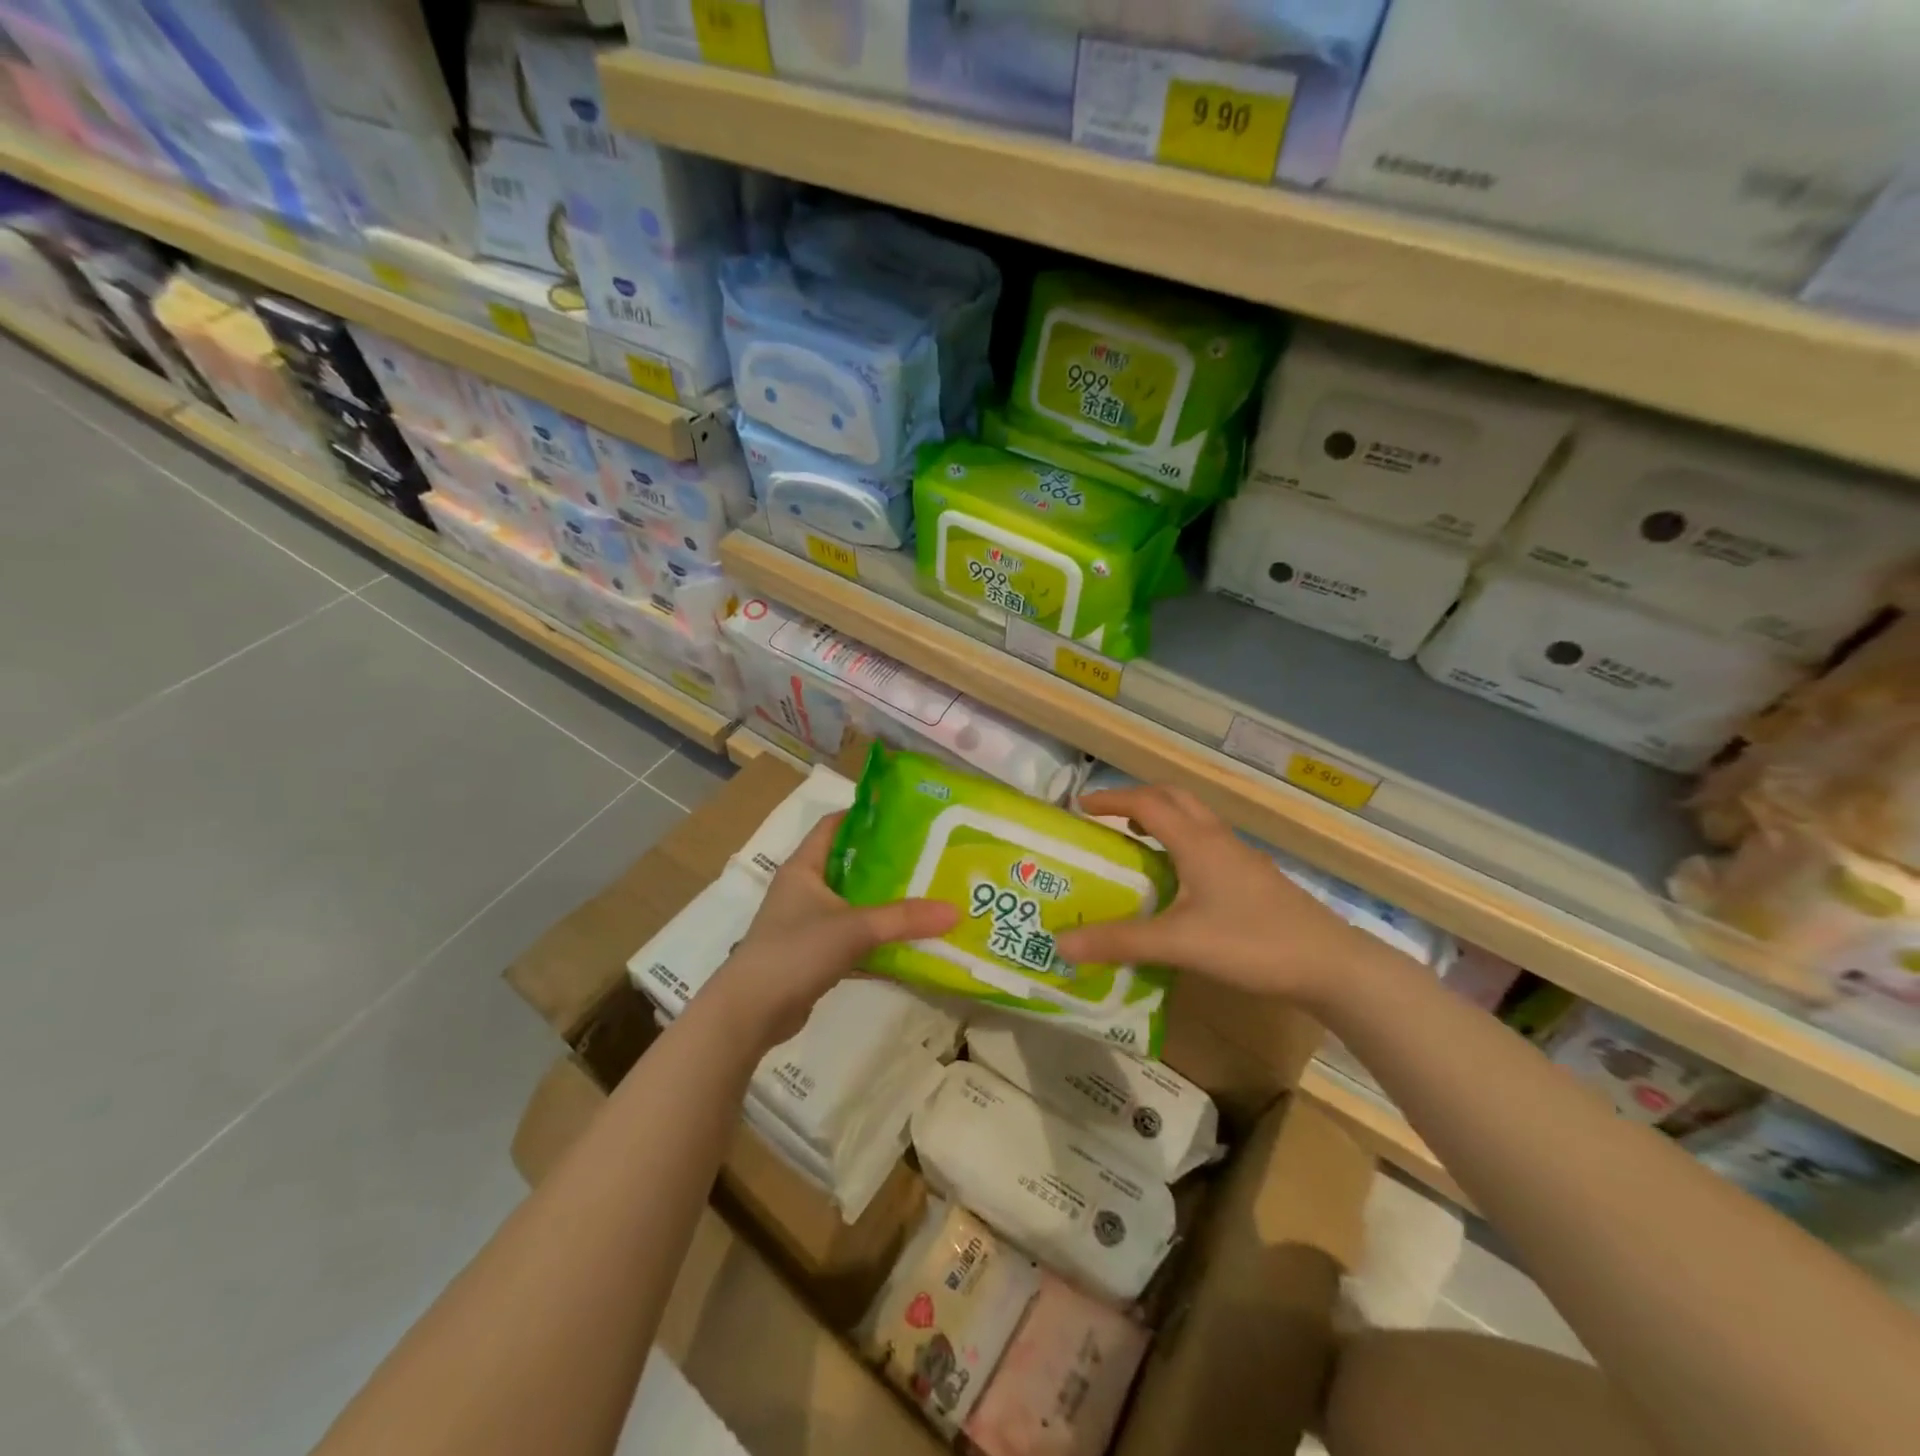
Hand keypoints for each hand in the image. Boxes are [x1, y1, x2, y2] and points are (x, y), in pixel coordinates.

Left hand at [706, 814, 958, 1047]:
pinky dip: (877, 943)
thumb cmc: (795, 951)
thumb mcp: (854, 928)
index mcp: (804, 867)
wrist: (750, 1013)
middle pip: (850, 865)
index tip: (906, 815)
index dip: (865, 816)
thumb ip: (904, 919)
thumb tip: (955, 911)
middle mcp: (804, 890)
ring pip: (854, 905)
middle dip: (887, 864)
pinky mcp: (813, 957)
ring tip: (928, 897)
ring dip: (885, 905)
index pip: (834, 825)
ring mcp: (807, 925)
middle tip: (929, 858)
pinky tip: (909, 946)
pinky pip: (853, 941)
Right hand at [1055, 785, 1366, 1005]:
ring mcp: (1241, 857)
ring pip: (1195, 819)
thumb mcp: (1179, 943)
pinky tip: (1178, 880)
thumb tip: (1060, 943)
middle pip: (1175, 798)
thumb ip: (1120, 941)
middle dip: (1138, 799)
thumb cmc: (1252, 943)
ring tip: (1136, 843)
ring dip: (1163, 818)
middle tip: (1108, 818)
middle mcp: (1218, 839)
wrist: (1332, 965)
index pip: (1146, 803)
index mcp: (1197, 841)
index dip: (1111, 800)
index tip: (1080, 806)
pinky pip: (1208, 843)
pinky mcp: (1255, 878)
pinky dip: (1182, 842)